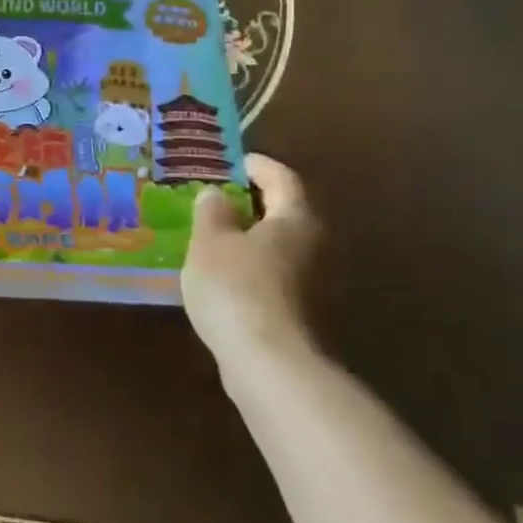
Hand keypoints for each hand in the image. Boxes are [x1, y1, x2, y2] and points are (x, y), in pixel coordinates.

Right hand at [180, 154, 322, 370]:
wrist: (266, 362)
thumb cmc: (236, 286)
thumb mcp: (210, 241)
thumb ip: (212, 212)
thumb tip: (216, 194)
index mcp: (294, 219)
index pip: (282, 178)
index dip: (258, 165)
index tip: (235, 161)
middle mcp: (311, 245)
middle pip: (284, 212)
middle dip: (252, 202)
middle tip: (217, 195)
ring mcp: (309, 283)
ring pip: (276, 246)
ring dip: (248, 236)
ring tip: (211, 233)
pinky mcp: (297, 312)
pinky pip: (270, 273)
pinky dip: (248, 265)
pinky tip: (220, 273)